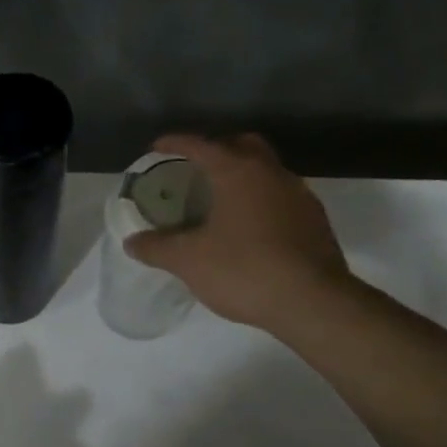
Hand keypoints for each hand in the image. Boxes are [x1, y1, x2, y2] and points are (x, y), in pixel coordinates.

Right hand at [124, 133, 351, 332]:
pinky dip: (258, 201)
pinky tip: (245, 228)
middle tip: (194, 168)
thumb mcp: (188, 260)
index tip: (157, 147)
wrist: (313, 302)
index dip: (176, 143)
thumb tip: (132, 242)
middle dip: (217, 149)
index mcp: (238, 173)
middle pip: (242, 145)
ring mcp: (299, 195)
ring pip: (265, 171)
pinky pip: (279, 197)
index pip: (202, 145)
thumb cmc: (244, 270)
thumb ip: (156, 247)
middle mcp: (272, 174)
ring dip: (241, 176)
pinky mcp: (314, 221)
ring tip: (217, 200)